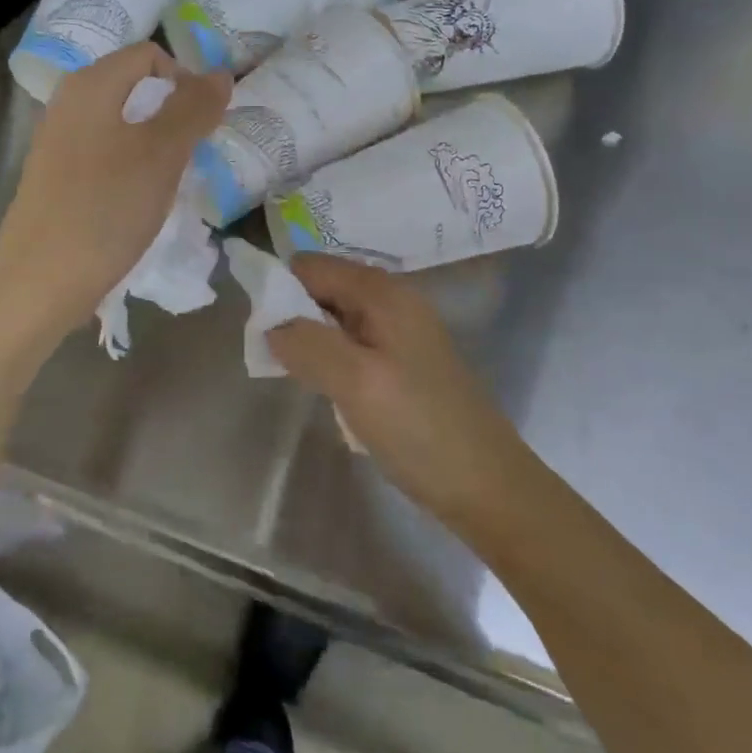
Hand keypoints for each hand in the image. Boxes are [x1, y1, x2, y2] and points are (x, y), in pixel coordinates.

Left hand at [0, 44, 229, 342]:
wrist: (40, 281)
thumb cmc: (106, 208)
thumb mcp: (161, 154)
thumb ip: (193, 108)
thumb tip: (220, 73)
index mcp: (89, 85)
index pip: (149, 56)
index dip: (185, 80)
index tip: (204, 125)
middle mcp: (67, 103)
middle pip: (134, 89)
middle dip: (172, 114)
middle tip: (192, 155)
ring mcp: (57, 143)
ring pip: (121, 126)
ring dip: (154, 145)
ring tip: (169, 183)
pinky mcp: (56, 179)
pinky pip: (104, 156)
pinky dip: (130, 169)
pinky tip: (138, 203)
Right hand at [268, 254, 525, 528]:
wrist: (487, 487)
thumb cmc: (420, 429)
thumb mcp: (355, 382)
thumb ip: (306, 343)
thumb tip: (269, 326)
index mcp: (382, 292)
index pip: (309, 266)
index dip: (279, 291)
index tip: (263, 334)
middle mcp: (391, 300)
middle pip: (320, 288)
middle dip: (292, 317)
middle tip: (282, 362)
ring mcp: (399, 331)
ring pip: (332, 319)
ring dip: (309, 342)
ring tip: (304, 380)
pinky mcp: (400, 361)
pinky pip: (349, 344)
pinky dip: (330, 360)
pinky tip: (332, 392)